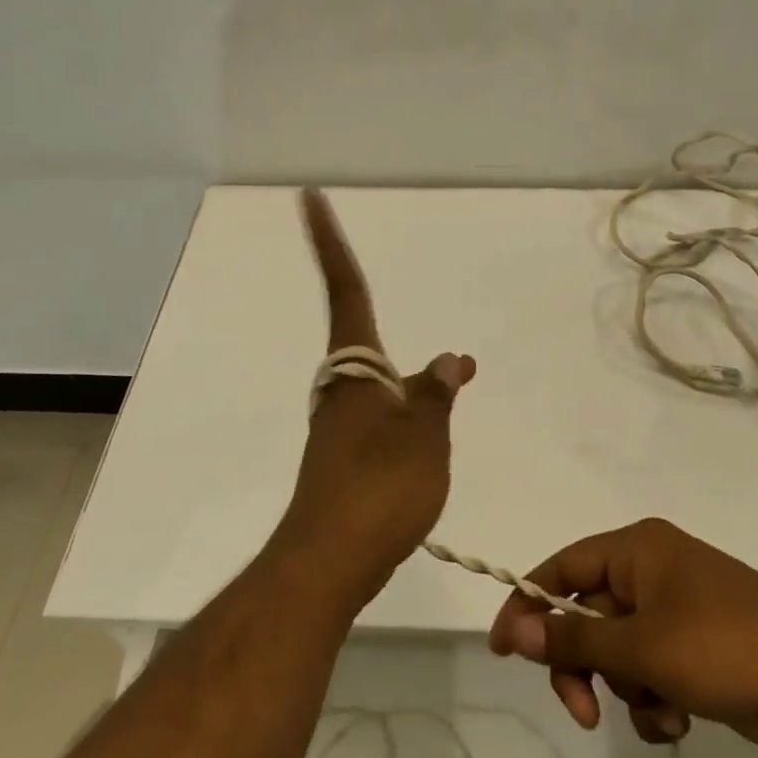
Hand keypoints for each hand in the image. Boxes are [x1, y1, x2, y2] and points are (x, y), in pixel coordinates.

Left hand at [273, 190, 475, 604]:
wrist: (331, 560)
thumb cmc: (380, 487)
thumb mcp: (425, 434)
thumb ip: (436, 393)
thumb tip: (449, 358)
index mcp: (356, 372)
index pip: (346, 291)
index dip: (329, 243)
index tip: (309, 197)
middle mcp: (341, 392)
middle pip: (363, 343)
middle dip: (385, 330)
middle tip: (433, 352)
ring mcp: (339, 429)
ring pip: (376, 389)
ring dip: (407, 385)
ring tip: (448, 392)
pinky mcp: (343, 464)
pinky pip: (381, 423)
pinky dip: (407, 419)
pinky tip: (426, 441)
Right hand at [488, 518, 757, 753]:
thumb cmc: (726, 648)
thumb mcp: (641, 646)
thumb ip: (572, 638)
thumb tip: (513, 627)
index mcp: (636, 549)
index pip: (560, 568)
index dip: (527, 605)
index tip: (504, 651)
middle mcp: (652, 571)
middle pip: (585, 616)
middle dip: (583, 666)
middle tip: (584, 711)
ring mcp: (676, 610)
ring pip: (617, 652)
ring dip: (625, 690)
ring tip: (658, 712)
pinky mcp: (696, 648)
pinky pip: (649, 671)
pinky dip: (654, 700)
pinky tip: (678, 720)